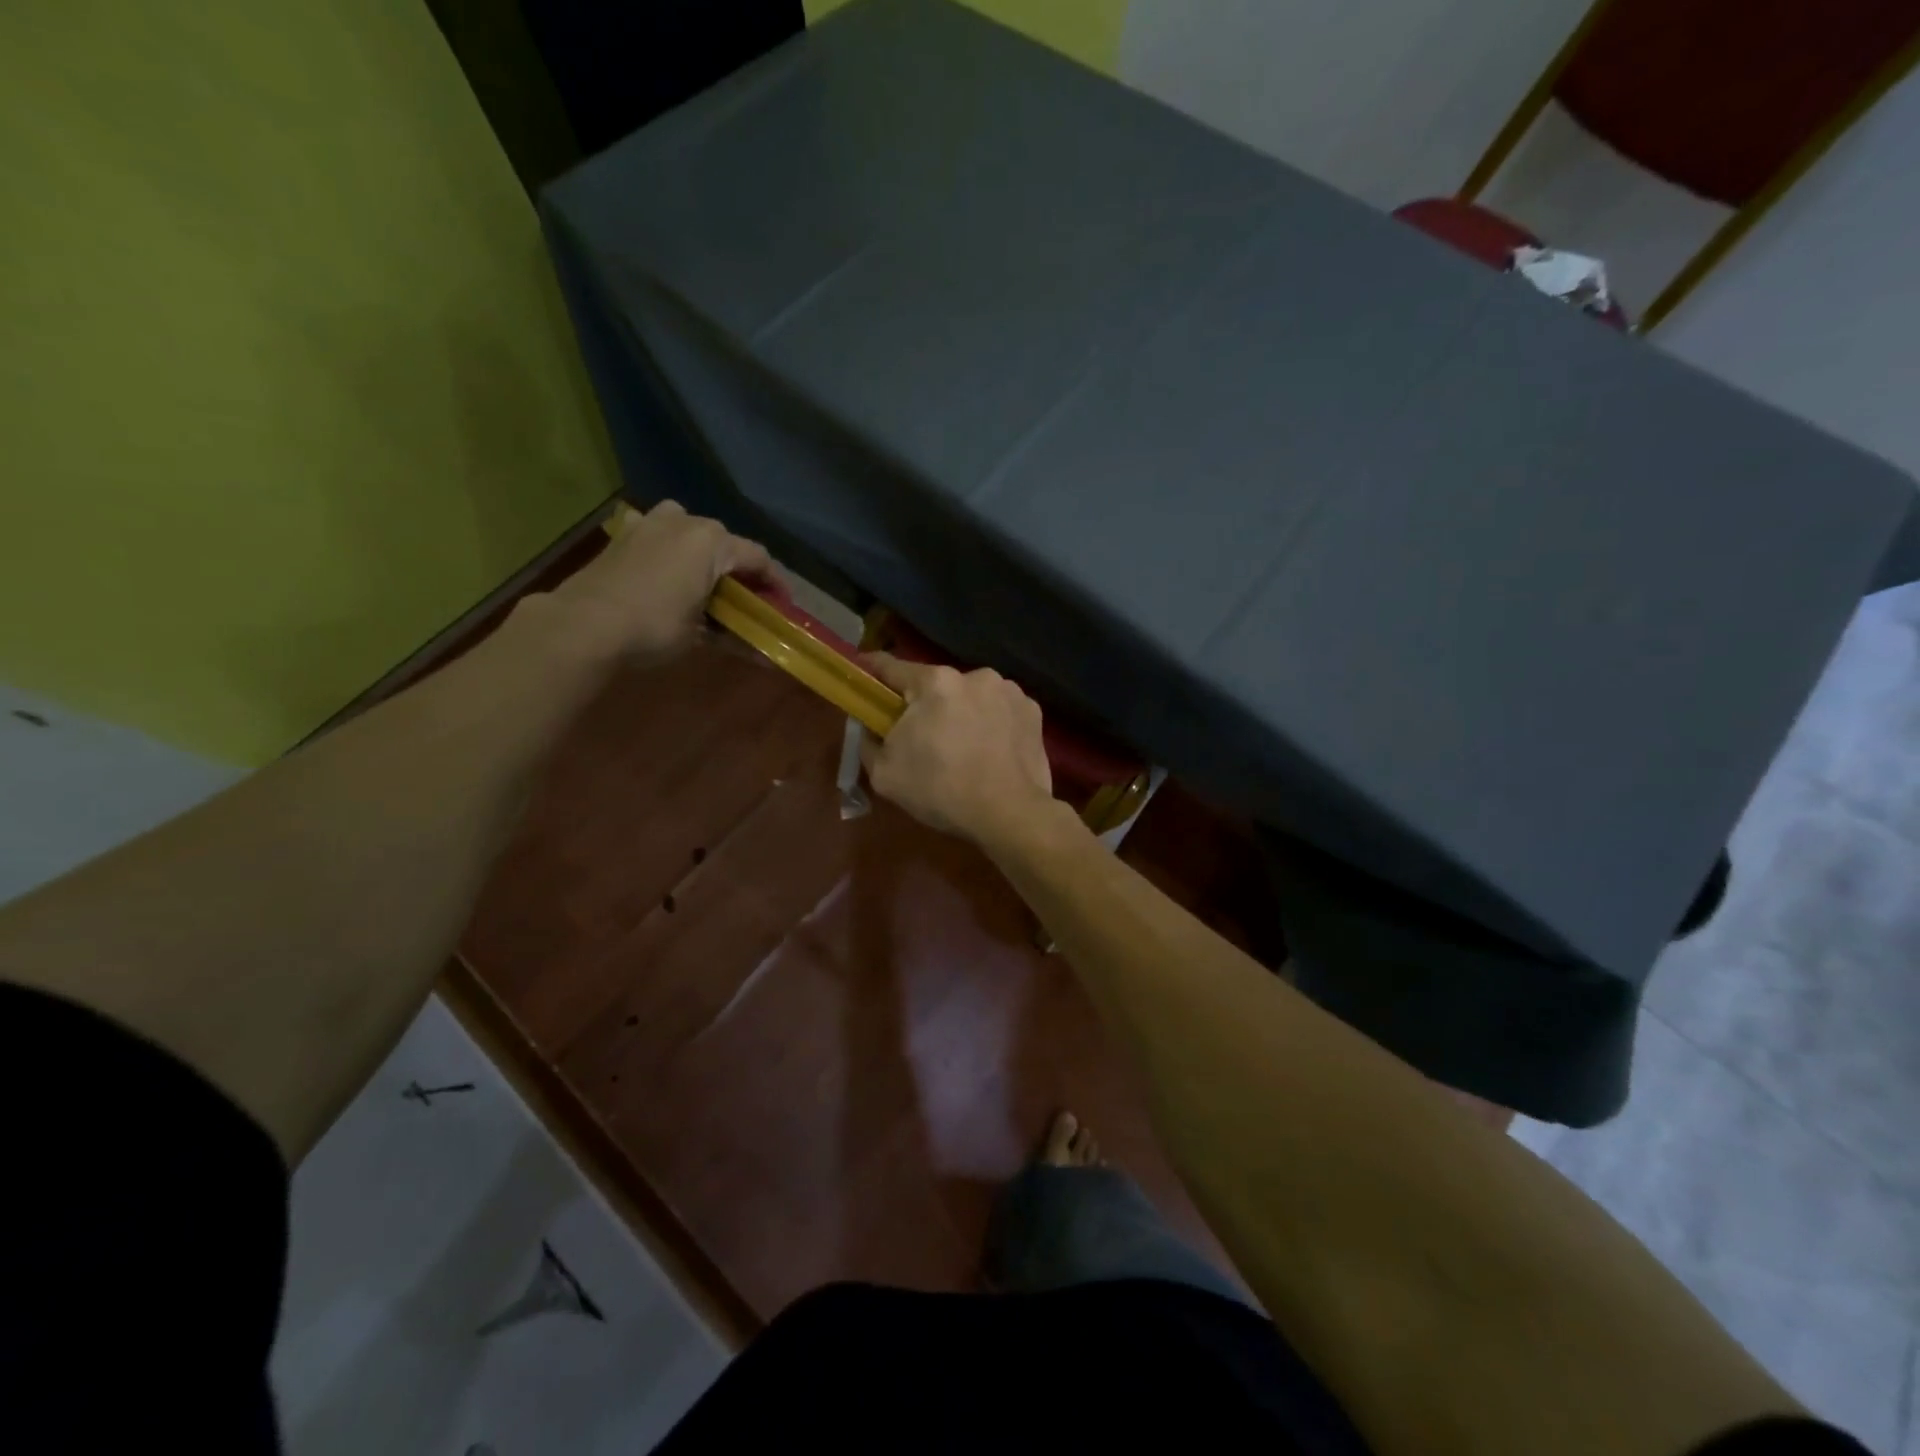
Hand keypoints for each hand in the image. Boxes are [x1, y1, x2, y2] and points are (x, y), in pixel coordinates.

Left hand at [548, 501, 771, 661]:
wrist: (584, 624)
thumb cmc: (654, 626)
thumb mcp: (700, 636)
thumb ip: (734, 636)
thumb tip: (765, 658)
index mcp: (713, 542)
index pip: (759, 558)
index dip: (775, 582)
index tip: (783, 605)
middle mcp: (686, 521)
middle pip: (726, 542)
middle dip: (738, 570)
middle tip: (744, 599)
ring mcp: (651, 522)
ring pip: (691, 531)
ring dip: (704, 554)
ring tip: (705, 583)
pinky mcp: (625, 533)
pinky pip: (660, 535)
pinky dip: (671, 551)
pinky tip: (668, 574)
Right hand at [860, 654, 1057, 846]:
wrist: (1009, 814)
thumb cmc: (941, 791)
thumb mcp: (885, 774)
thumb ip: (868, 742)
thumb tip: (869, 728)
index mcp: (934, 682)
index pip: (892, 667)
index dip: (872, 671)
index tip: (864, 674)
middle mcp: (974, 675)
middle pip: (936, 686)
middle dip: (926, 706)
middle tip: (923, 739)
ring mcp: (1009, 690)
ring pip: (971, 697)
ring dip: (962, 714)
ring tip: (964, 750)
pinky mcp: (1032, 711)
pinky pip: (1000, 711)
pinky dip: (992, 725)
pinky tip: (992, 753)